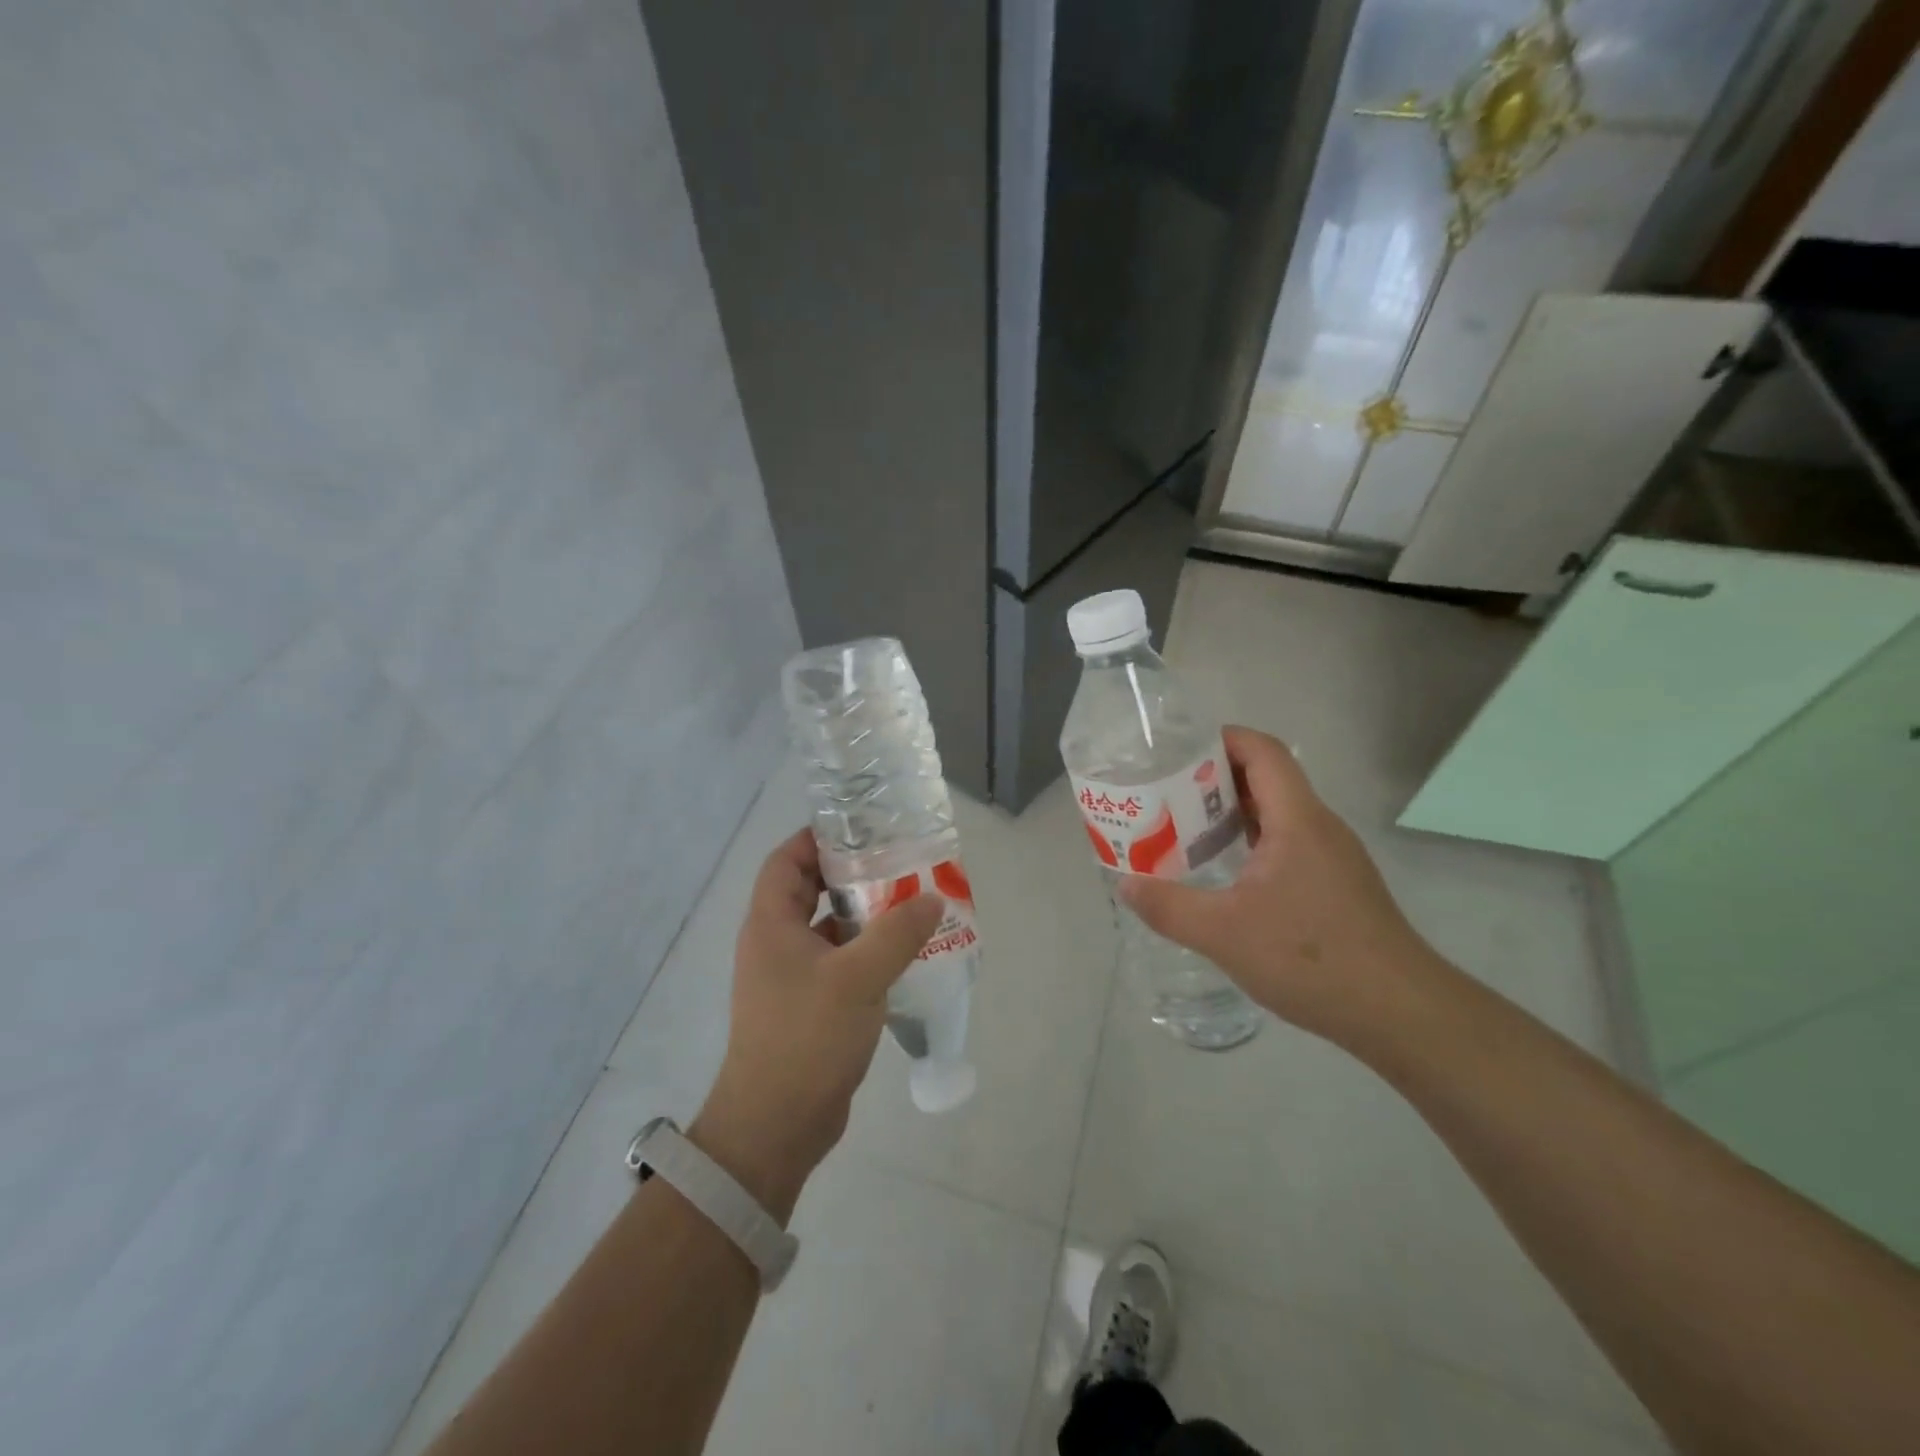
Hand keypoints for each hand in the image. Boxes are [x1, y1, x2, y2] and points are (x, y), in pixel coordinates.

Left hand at [691, 830, 942, 1221]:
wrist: (775, 1125)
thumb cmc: (806, 1038)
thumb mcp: (857, 978)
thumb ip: (898, 933)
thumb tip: (932, 897)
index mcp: (771, 924)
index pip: (786, 860)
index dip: (817, 838)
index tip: (861, 828)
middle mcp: (775, 943)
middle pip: (809, 891)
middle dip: (850, 874)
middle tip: (897, 861)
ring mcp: (790, 977)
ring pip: (828, 929)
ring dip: (863, 915)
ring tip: (910, 901)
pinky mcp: (808, 1006)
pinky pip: (838, 963)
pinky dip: (866, 952)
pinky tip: (903, 954)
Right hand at [1119, 726, 1441, 1047]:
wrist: (1400, 1013)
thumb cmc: (1312, 959)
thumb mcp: (1224, 934)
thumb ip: (1169, 906)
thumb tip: (1126, 884)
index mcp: (1297, 820)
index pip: (1262, 751)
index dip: (1222, 738)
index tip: (1176, 752)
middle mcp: (1319, 827)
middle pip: (1267, 779)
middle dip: (1214, 779)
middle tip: (1165, 795)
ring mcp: (1333, 856)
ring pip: (1278, 814)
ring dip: (1232, 814)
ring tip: (1184, 832)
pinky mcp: (1338, 885)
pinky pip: (1289, 844)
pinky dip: (1252, 843)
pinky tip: (1226, 876)